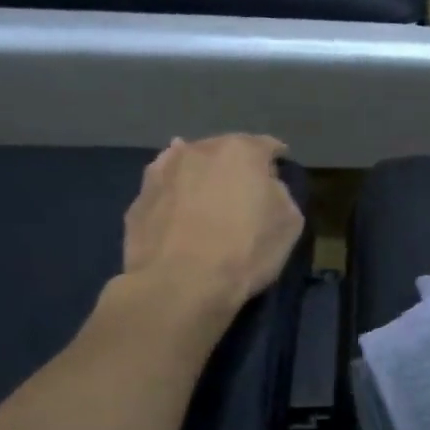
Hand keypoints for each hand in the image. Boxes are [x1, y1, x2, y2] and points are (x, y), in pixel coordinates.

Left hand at [120, 134, 303, 317]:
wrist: (181, 283)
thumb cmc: (246, 250)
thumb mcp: (289, 223)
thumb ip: (280, 193)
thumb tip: (265, 186)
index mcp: (241, 151)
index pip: (267, 146)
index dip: (277, 159)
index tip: (281, 172)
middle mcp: (200, 150)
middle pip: (224, 149)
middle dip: (236, 164)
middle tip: (245, 187)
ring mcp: (164, 171)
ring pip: (189, 163)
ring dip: (202, 174)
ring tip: (209, 194)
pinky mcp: (139, 197)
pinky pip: (165, 186)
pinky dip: (175, 191)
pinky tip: (178, 203)